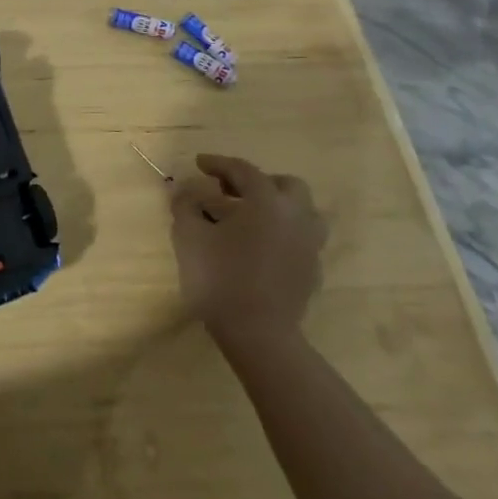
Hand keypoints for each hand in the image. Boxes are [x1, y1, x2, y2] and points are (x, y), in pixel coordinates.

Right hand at [170, 154, 325, 344]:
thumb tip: (185, 189)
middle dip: (257, 182)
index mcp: (267, 202)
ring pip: (303, 212)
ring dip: (278, 207)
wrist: (258, 335)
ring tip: (251, 216)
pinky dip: (282, 232)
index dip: (218, 163)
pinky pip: (301, 238)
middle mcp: (296, 216)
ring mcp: (309, 245)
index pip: (243, 170)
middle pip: (285, 185)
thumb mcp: (189, 235)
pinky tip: (261, 245)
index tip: (199, 163)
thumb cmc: (220, 278)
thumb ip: (185, 204)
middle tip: (230, 191)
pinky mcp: (312, 271)